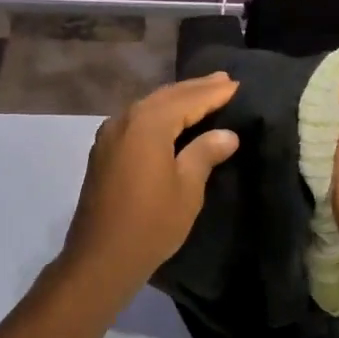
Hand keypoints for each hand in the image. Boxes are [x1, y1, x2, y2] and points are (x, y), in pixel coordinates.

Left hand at [57, 73, 240, 303]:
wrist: (101, 257)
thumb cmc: (151, 223)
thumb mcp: (187, 188)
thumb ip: (205, 153)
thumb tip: (226, 134)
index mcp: (147, 124)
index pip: (187, 99)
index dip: (213, 93)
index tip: (237, 84)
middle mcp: (124, 120)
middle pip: (165, 96)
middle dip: (194, 89)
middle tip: (223, 80)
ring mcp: (109, 135)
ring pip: (148, 107)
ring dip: (175, 99)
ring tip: (201, 94)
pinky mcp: (103, 152)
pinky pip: (135, 121)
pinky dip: (157, 114)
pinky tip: (170, 120)